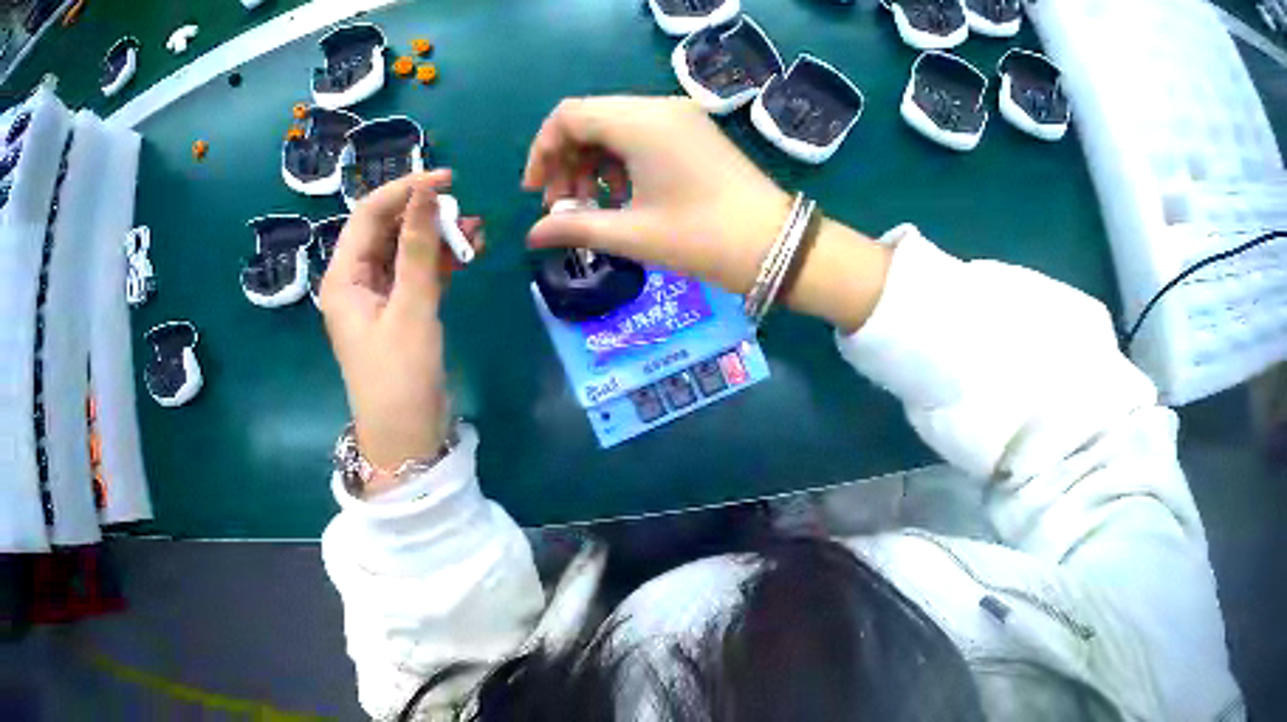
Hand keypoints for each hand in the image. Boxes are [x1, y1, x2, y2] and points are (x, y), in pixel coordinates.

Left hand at [319, 171, 483, 493]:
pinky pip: (417, 274)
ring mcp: (378, 297)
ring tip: (477, 229)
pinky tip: (470, 251)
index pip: (369, 214)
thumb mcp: (411, 308)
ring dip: (437, 237)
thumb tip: (426, 190)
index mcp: (344, 277)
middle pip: (387, 230)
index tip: (447, 179)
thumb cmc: (400, 376)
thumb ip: (418, 247)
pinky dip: (441, 262)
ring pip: (406, 251)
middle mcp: (356, 281)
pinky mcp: (399, 312)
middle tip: (465, 210)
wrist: (407, 439)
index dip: (405, 190)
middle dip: (425, 215)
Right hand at [522, 96, 791, 295]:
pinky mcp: (693, 130)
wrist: (777, 245)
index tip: (536, 193)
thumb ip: (575, 228)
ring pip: (614, 126)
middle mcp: (658, 107)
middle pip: (590, 118)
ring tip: (590, 209)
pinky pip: (640, 133)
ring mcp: (680, 116)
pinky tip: (622, 196)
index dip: (542, 150)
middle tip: (562, 209)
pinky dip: (619, 160)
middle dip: (565, 161)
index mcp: (641, 123)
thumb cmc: (703, 238)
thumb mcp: (633, 234)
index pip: (569, 115)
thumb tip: (532, 235)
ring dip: (591, 163)